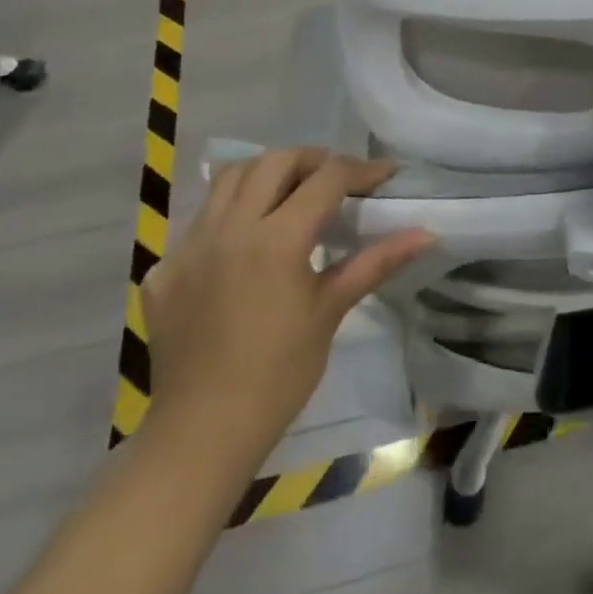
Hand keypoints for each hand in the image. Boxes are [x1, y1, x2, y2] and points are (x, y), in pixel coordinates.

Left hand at [139, 149, 435, 472]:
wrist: (201, 433)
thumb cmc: (279, 374)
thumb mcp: (331, 310)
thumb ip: (377, 261)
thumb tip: (428, 234)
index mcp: (277, 239)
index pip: (327, 178)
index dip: (362, 170)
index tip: (386, 175)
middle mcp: (230, 228)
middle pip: (275, 161)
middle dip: (313, 160)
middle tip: (337, 180)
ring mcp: (189, 246)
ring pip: (229, 178)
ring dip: (266, 174)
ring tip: (290, 194)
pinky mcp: (164, 269)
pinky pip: (199, 220)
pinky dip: (230, 214)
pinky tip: (245, 244)